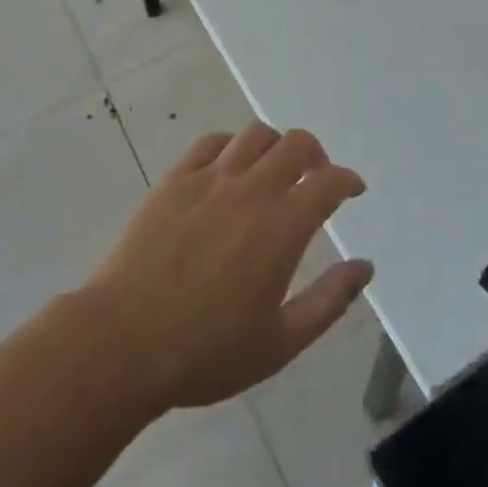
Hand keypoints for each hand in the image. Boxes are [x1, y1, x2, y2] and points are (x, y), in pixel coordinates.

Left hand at [85, 122, 373, 413]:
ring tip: (273, 170)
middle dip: (316, 155)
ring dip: (275, 146)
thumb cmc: (206, 352)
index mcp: (282, 226)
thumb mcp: (281, 342)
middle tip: (315, 178)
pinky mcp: (174, 180)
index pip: (329, 182)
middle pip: (296, 143)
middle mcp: (251, 190)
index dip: (347, 180)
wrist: (122, 344)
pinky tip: (229, 170)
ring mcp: (209, 179)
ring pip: (255, 134)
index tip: (352, 190)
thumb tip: (365, 267)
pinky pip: (211, 143)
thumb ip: (329, 300)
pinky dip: (231, 147)